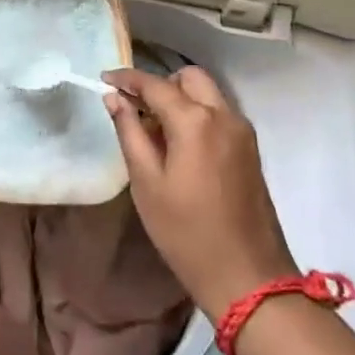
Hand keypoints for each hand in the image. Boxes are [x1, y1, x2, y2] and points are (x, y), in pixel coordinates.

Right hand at [103, 67, 296, 322]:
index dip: (127, 78)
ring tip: (153, 129)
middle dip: (160, 83)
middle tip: (134, 107)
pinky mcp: (250, 149)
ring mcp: (242, 131)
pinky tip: (179, 145)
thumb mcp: (147, 183)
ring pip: (208, 93)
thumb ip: (130, 133)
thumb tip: (114, 99)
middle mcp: (224, 115)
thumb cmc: (186, 232)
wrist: (247, 277)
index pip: (156, 84)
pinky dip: (197, 114)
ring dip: (180, 98)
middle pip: (189, 78)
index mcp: (195, 121)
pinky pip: (219, 114)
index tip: (104, 78)